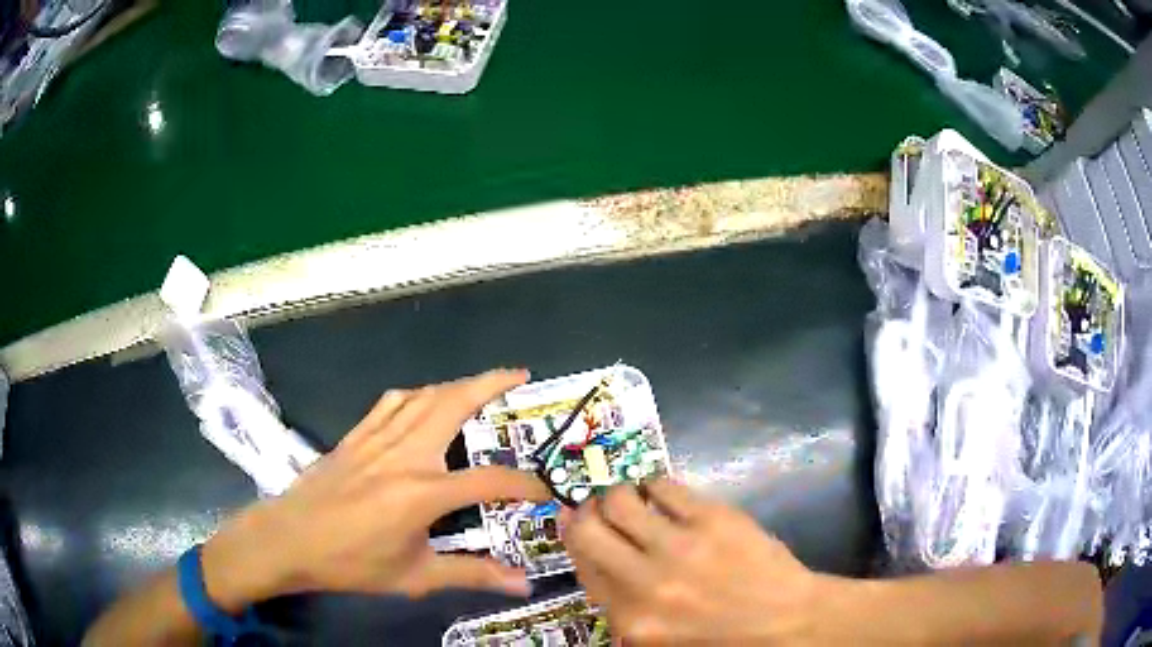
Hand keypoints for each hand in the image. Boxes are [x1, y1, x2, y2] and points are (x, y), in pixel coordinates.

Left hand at [202, 369, 550, 606]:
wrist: (290, 539)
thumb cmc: (351, 563)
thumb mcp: (414, 577)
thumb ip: (471, 575)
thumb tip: (521, 584)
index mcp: (422, 493)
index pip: (488, 480)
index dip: (524, 485)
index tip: (543, 492)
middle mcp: (404, 455)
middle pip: (454, 405)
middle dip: (491, 384)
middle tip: (519, 375)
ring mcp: (377, 439)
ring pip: (424, 396)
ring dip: (458, 383)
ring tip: (482, 383)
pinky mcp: (356, 436)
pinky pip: (392, 402)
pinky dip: (417, 393)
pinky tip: (424, 398)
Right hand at [561, 479, 821, 643]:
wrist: (787, 621)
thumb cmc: (720, 636)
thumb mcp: (657, 638)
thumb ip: (620, 604)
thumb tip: (596, 556)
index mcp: (630, 619)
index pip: (581, 565)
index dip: (574, 539)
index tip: (576, 524)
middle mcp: (646, 583)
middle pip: (587, 528)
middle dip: (585, 512)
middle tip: (596, 508)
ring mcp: (680, 547)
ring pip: (619, 498)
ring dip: (618, 494)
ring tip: (632, 499)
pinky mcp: (714, 518)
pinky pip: (664, 485)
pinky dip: (655, 485)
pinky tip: (663, 494)